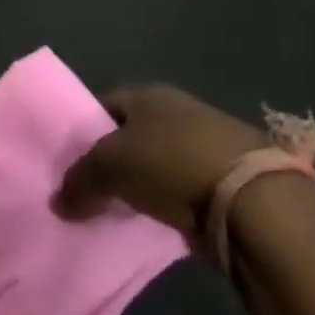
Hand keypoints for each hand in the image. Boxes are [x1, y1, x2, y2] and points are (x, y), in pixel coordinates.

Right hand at [53, 83, 266, 238]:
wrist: (256, 202)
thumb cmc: (171, 164)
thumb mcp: (110, 167)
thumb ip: (79, 181)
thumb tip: (58, 202)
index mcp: (148, 93)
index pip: (103, 105)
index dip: (85, 131)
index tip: (72, 162)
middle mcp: (179, 109)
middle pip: (133, 134)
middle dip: (114, 160)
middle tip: (93, 189)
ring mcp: (210, 142)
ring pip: (160, 162)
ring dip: (144, 184)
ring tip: (124, 210)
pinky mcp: (233, 178)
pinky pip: (186, 188)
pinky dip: (172, 203)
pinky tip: (161, 221)